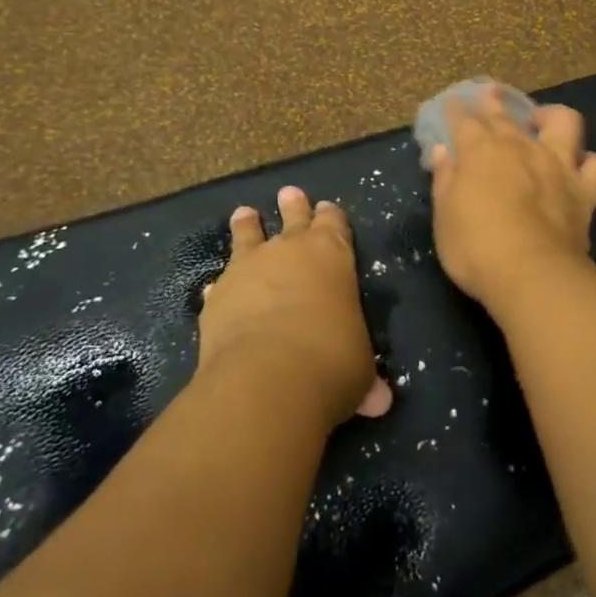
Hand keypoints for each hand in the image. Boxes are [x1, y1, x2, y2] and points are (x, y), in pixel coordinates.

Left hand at [197, 186, 392, 426]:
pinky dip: (222, 285)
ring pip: (248, 234)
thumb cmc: (330, 362)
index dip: (331, 216)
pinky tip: (215, 288)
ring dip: (247, 225)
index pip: (334, 223)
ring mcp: (249, 268)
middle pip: (293, 216)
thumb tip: (380, 403)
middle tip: (288, 193)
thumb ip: (365, 377)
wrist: (267, 377)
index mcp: (332, 254)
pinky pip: (221, 281)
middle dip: (293, 205)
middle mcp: (290, 250)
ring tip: (244, 214)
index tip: (326, 208)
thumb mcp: (359, 369)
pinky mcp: (218, 295)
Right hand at [429, 89, 595, 314]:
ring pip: (564, 122)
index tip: (452, 105)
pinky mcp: (585, 190)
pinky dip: (589, 164)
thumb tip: (444, 151)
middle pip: (505, 115)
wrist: (531, 274)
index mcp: (480, 151)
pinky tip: (580, 168)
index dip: (456, 111)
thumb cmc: (475, 246)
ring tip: (543, 121)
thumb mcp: (445, 216)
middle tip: (489, 93)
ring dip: (552, 117)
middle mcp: (520, 147)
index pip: (464, 121)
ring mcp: (557, 165)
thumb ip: (445, 179)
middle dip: (494, 101)